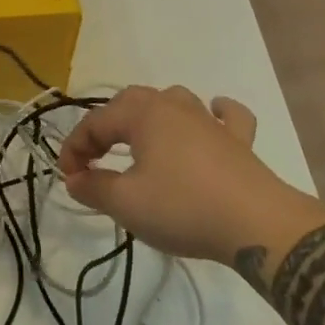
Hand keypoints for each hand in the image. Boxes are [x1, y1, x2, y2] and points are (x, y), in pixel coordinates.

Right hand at [56, 85, 304, 262]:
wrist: (256, 224)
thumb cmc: (183, 208)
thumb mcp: (127, 203)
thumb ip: (94, 187)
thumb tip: (75, 178)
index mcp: (143, 114)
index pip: (96, 122)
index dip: (75, 148)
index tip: (68, 177)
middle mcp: (175, 106)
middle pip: (130, 102)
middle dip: (106, 127)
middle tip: (95, 159)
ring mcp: (210, 121)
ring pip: (173, 100)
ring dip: (150, 115)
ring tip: (139, 138)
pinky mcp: (238, 141)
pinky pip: (225, 116)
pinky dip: (215, 113)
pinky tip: (212, 116)